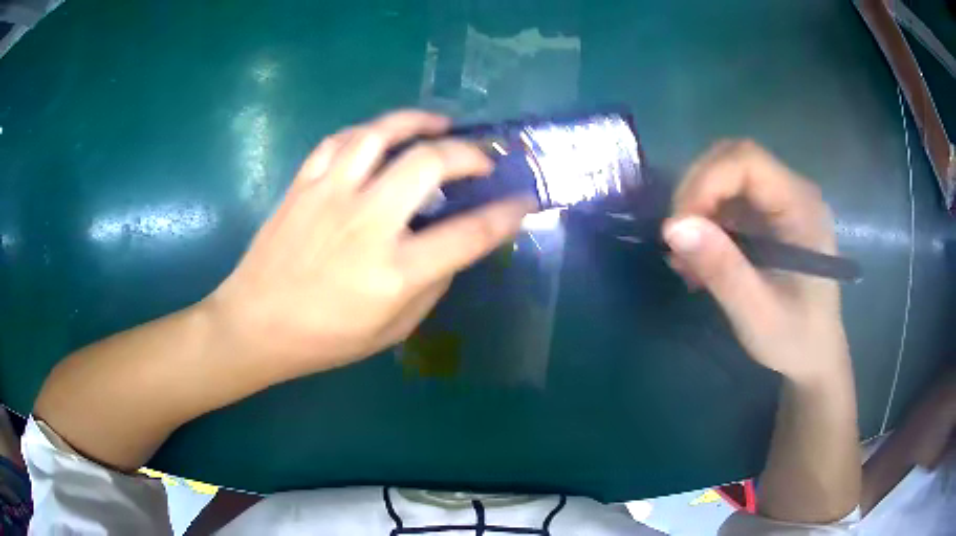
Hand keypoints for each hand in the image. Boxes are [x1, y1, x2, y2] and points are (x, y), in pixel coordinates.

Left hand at [204, 110, 533, 378]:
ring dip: (418, 121)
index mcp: (393, 272)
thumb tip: (450, 247)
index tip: (524, 201)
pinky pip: (340, 140)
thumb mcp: (392, 330)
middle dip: (469, 153)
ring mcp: (330, 196)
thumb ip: (430, 286)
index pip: (469, 234)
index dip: (507, 214)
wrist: (255, 324)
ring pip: (380, 134)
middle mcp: (366, 223)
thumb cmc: (324, 339)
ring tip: (438, 124)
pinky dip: (368, 132)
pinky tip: (381, 138)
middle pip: (429, 163)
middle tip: (481, 158)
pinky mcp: (303, 184)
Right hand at [663, 140, 848, 381]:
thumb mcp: (758, 315)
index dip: (706, 181)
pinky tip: (699, 257)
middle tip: (677, 238)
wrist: (814, 356)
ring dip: (698, 207)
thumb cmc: (795, 339)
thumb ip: (722, 269)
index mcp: (801, 206)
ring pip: (727, 176)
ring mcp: (781, 202)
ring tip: (684, 256)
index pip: (747, 160)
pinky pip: (730, 200)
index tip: (679, 227)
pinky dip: (706, 221)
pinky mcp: (770, 217)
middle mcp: (793, 192)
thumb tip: (673, 227)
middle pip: (733, 159)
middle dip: (696, 191)